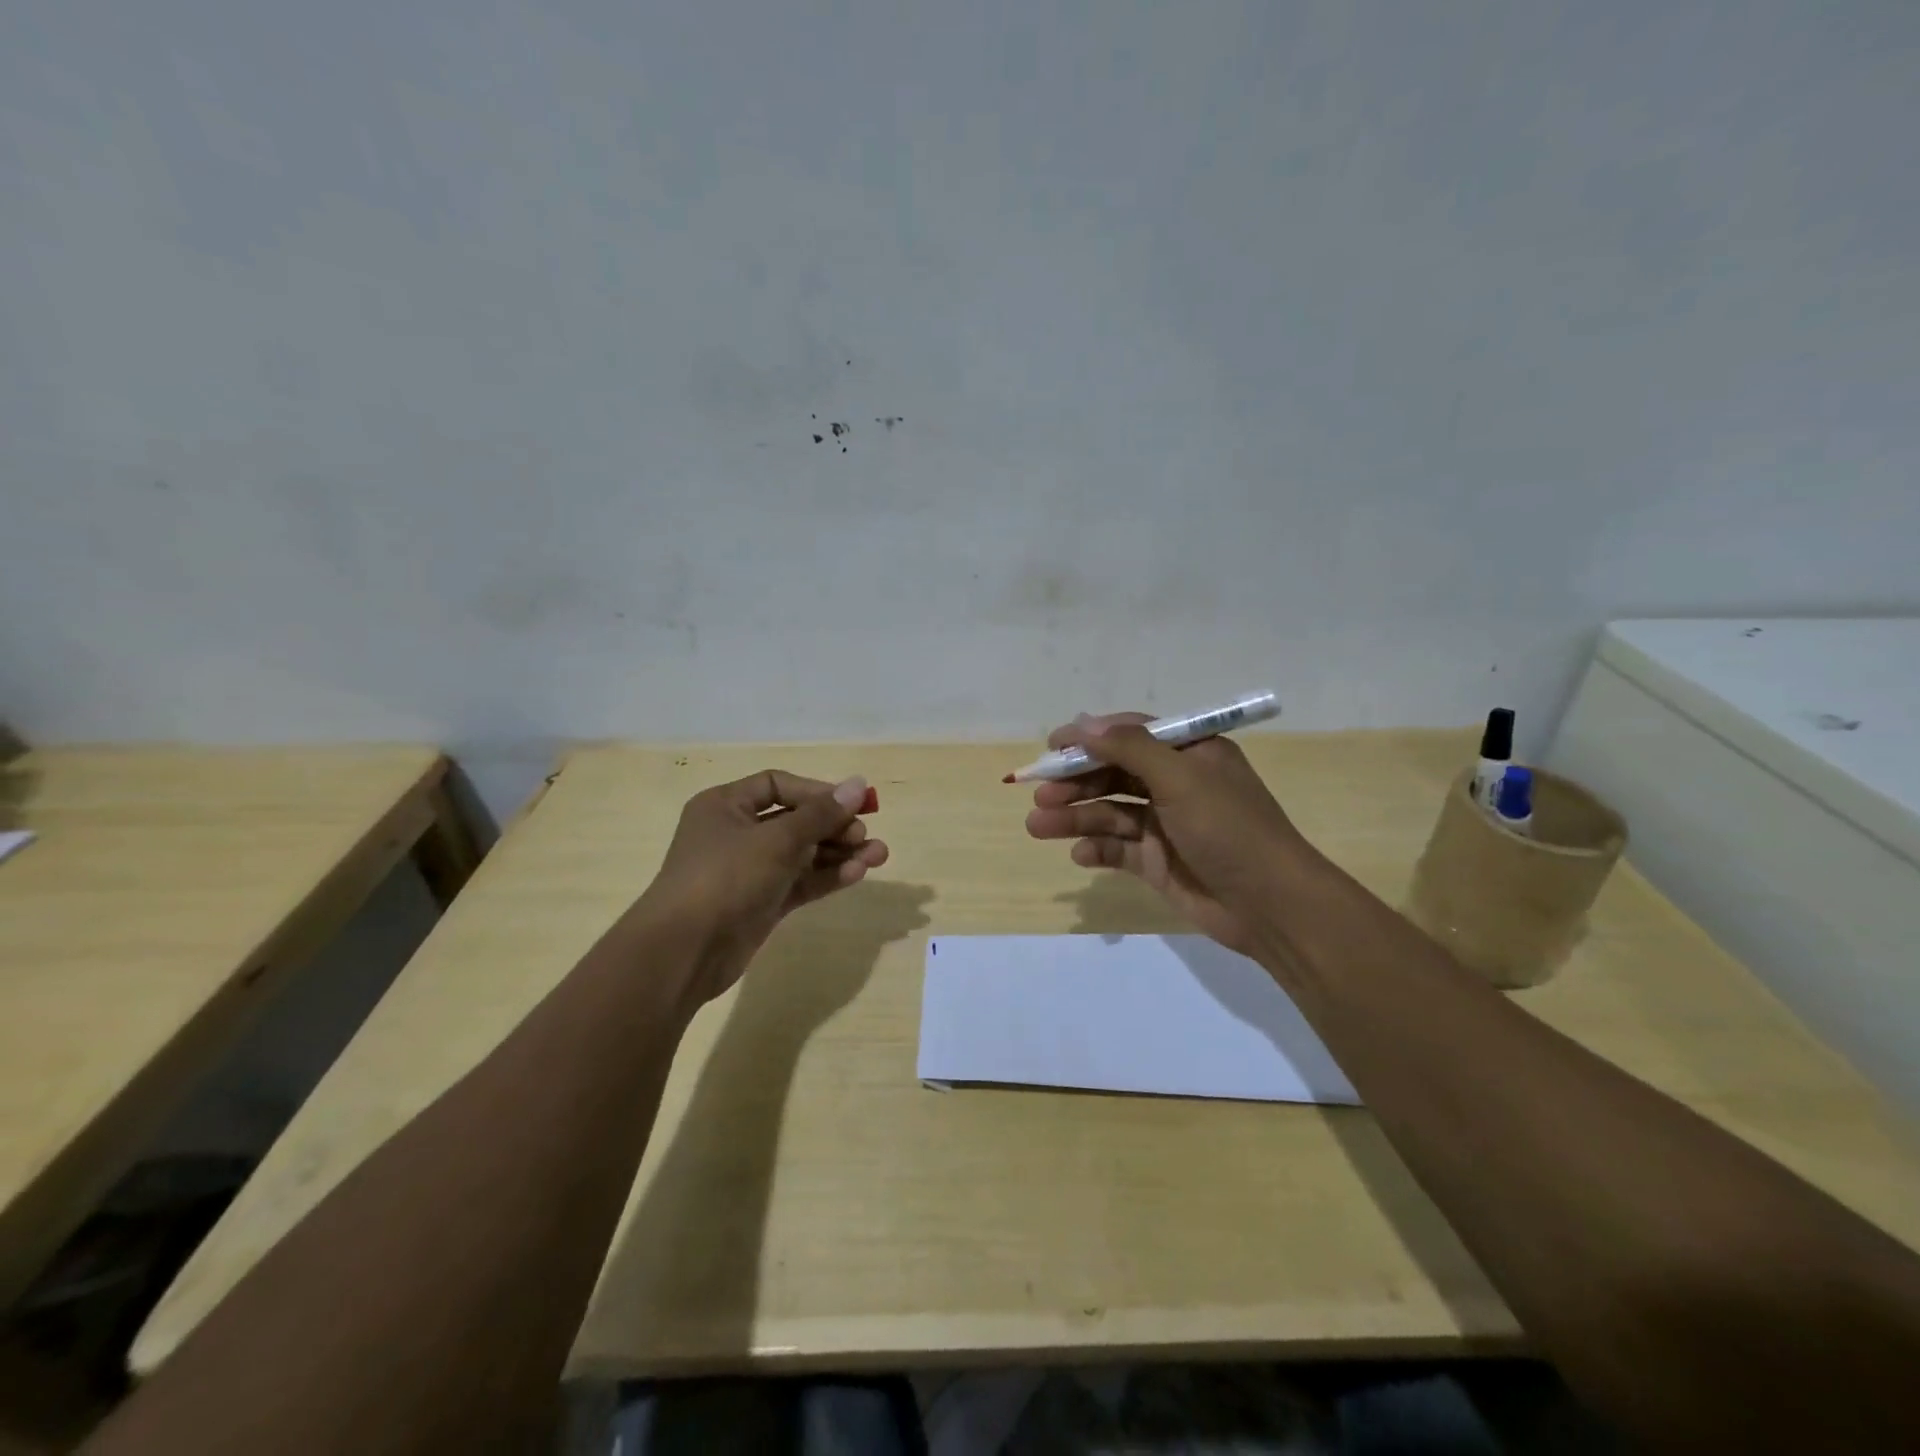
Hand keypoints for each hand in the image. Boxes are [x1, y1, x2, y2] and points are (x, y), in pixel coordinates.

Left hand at [640, 770, 887, 1003]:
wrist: (684, 951)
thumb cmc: (725, 878)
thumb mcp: (777, 840)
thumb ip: (821, 814)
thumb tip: (859, 784)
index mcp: (726, 806)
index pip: (778, 785)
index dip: (817, 792)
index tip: (853, 803)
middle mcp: (736, 833)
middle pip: (795, 820)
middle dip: (834, 826)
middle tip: (865, 835)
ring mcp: (749, 871)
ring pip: (802, 854)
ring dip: (839, 853)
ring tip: (879, 856)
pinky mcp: (761, 902)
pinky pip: (800, 882)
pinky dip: (826, 877)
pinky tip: (857, 874)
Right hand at [1024, 712, 1314, 955]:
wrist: (1270, 906)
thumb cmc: (1229, 829)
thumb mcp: (1181, 779)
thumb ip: (1130, 748)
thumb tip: (1084, 724)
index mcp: (1189, 754)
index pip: (1130, 735)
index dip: (1089, 738)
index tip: (1050, 747)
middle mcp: (1175, 784)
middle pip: (1113, 774)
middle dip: (1075, 782)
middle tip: (1039, 793)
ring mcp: (1165, 825)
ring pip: (1109, 813)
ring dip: (1075, 817)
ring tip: (1038, 826)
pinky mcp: (1157, 862)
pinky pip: (1117, 849)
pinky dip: (1096, 849)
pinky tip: (1080, 854)